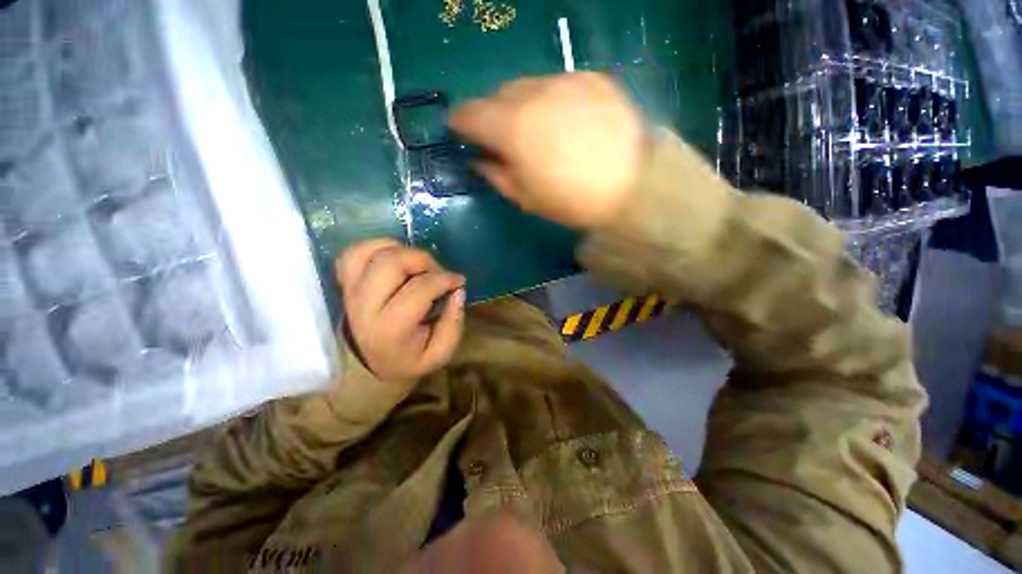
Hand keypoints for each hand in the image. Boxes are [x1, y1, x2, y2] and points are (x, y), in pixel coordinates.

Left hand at [336, 239, 465, 381]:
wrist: (368, 364)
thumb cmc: (408, 358)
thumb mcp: (439, 354)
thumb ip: (453, 326)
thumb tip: (458, 292)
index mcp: (390, 329)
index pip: (419, 289)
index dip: (445, 279)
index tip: (458, 281)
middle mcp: (364, 306)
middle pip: (391, 263)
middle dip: (423, 259)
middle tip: (437, 271)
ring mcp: (350, 291)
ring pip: (371, 252)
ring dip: (402, 251)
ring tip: (417, 265)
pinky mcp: (344, 282)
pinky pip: (354, 251)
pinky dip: (378, 246)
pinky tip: (396, 256)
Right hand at [450, 72, 644, 229]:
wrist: (633, 185)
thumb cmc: (572, 201)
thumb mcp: (526, 198)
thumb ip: (497, 175)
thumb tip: (480, 160)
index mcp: (512, 128)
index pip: (470, 113)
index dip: (459, 122)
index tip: (459, 131)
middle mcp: (533, 94)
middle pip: (497, 95)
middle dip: (492, 114)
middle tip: (501, 136)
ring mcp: (565, 81)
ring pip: (527, 85)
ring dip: (521, 105)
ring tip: (535, 128)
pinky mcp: (592, 78)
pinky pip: (558, 84)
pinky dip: (550, 100)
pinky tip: (564, 121)